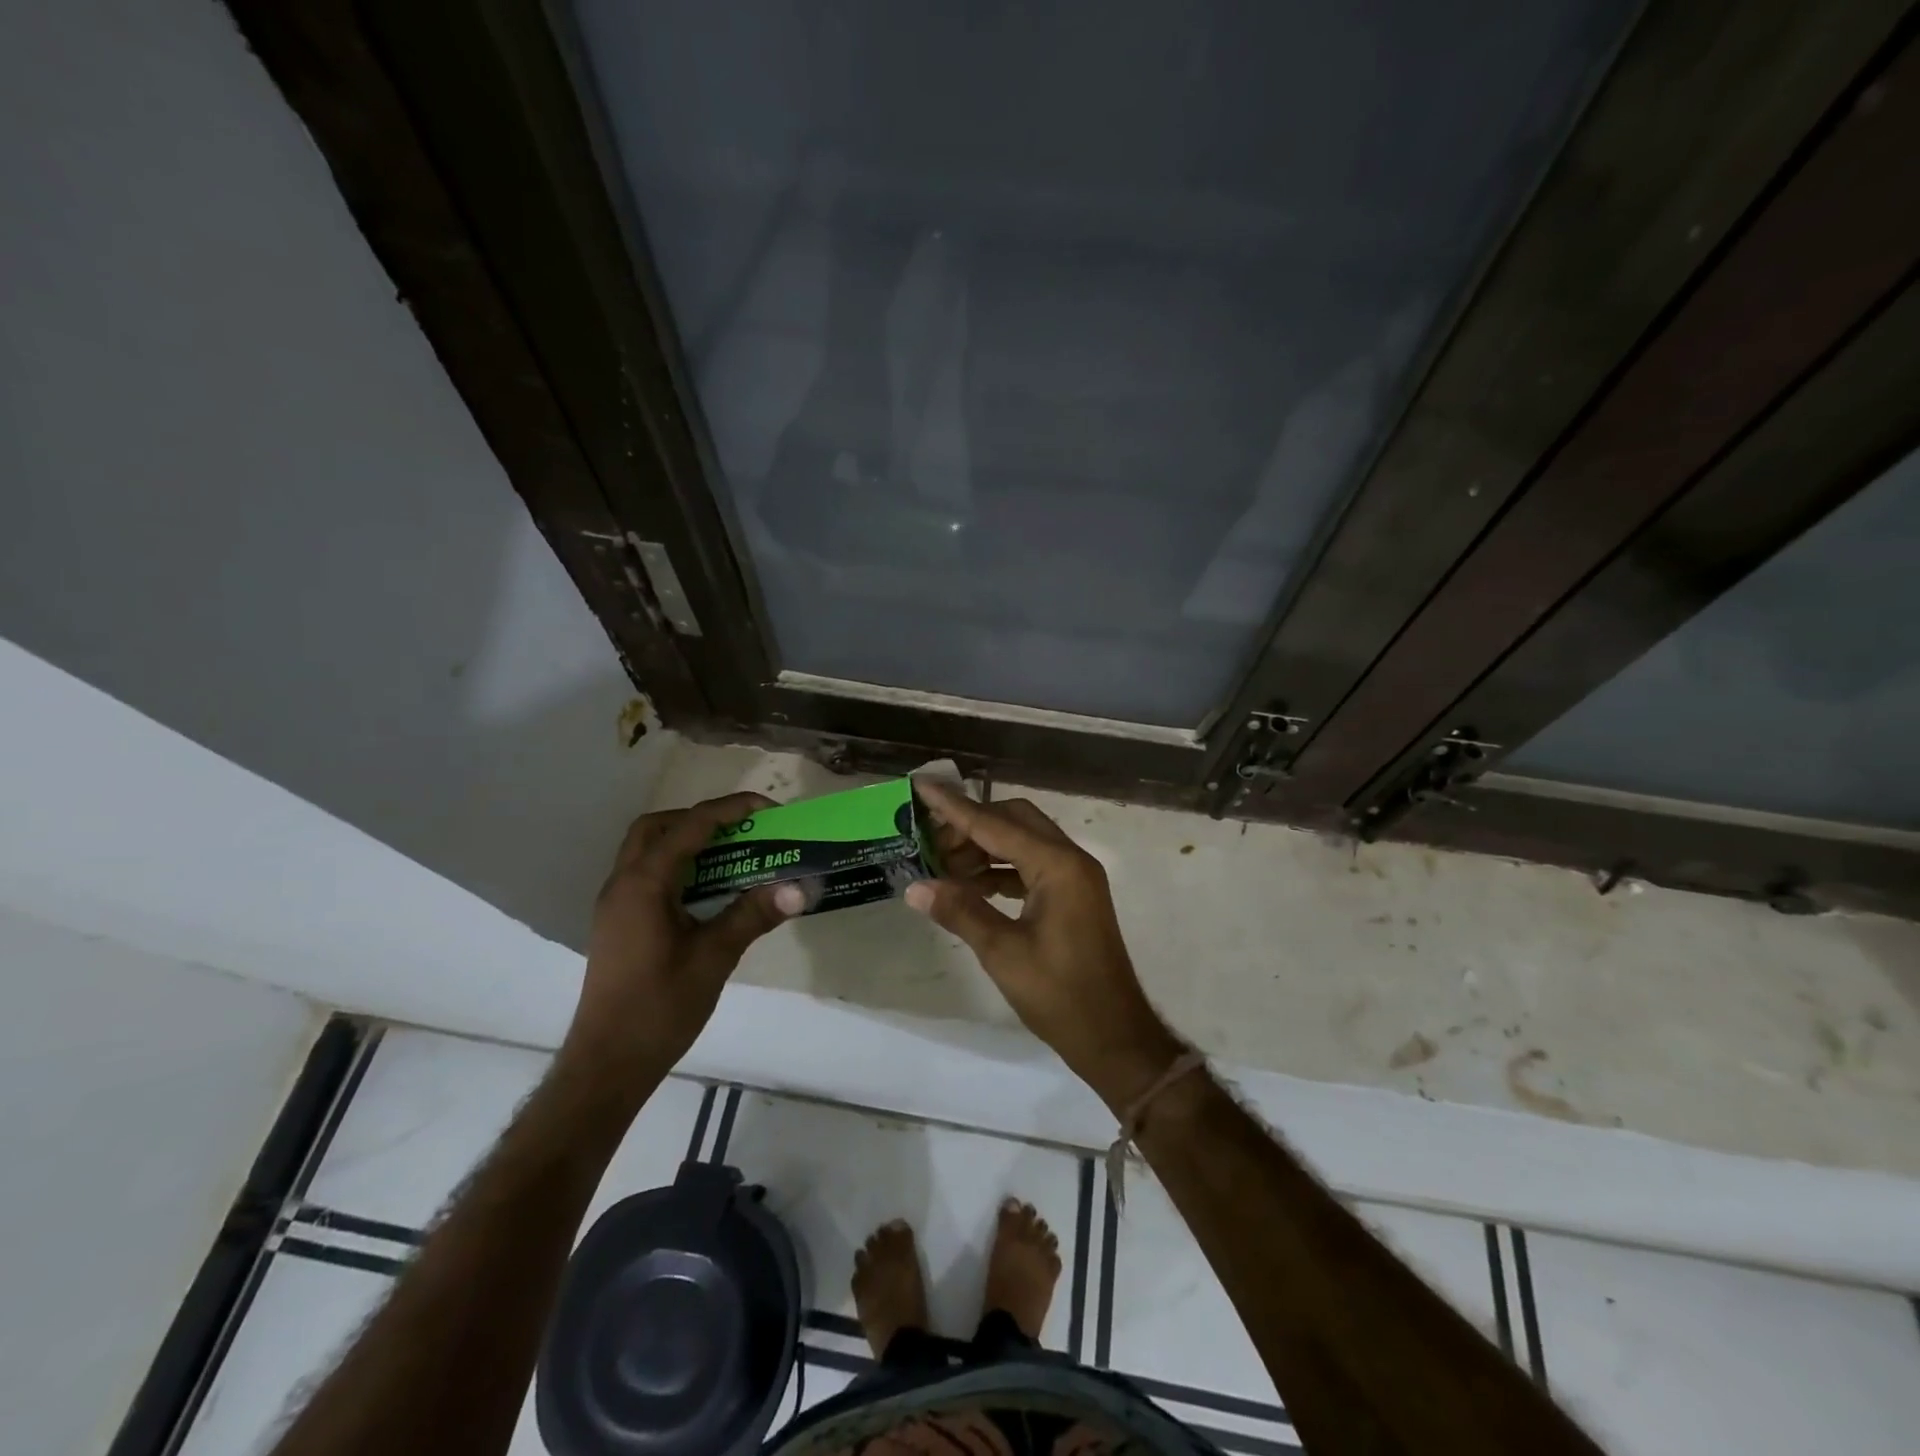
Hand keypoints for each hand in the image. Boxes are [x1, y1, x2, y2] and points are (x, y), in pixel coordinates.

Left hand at [564, 793, 804, 1089]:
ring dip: (687, 841)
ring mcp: (616, 904)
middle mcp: (623, 883)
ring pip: (648, 850)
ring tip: (732, 855)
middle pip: (658, 827)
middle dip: (701, 818)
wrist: (607, 1064)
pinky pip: (647, 874)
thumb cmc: (659, 1008)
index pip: (690, 826)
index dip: (732, 810)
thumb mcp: (714, 958)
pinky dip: (677, 866)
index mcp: (644, 884)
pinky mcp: (618, 923)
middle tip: (742, 831)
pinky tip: (707, 890)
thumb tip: (799, 888)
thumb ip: (753, 915)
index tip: (770, 810)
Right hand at [906, 779, 1183, 1108]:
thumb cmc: (1060, 995)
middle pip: (1013, 822)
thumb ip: (960, 911)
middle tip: (928, 840)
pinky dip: (999, 870)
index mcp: (1057, 866)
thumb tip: (915, 887)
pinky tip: (969, 885)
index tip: (922, 784)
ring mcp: (1074, 878)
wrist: (1114, 1036)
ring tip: (941, 866)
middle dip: (970, 825)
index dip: (954, 806)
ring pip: (1022, 843)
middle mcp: (1070, 860)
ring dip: (983, 848)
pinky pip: (1030, 867)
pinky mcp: (1071, 897)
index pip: (995, 824)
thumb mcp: (1003, 952)